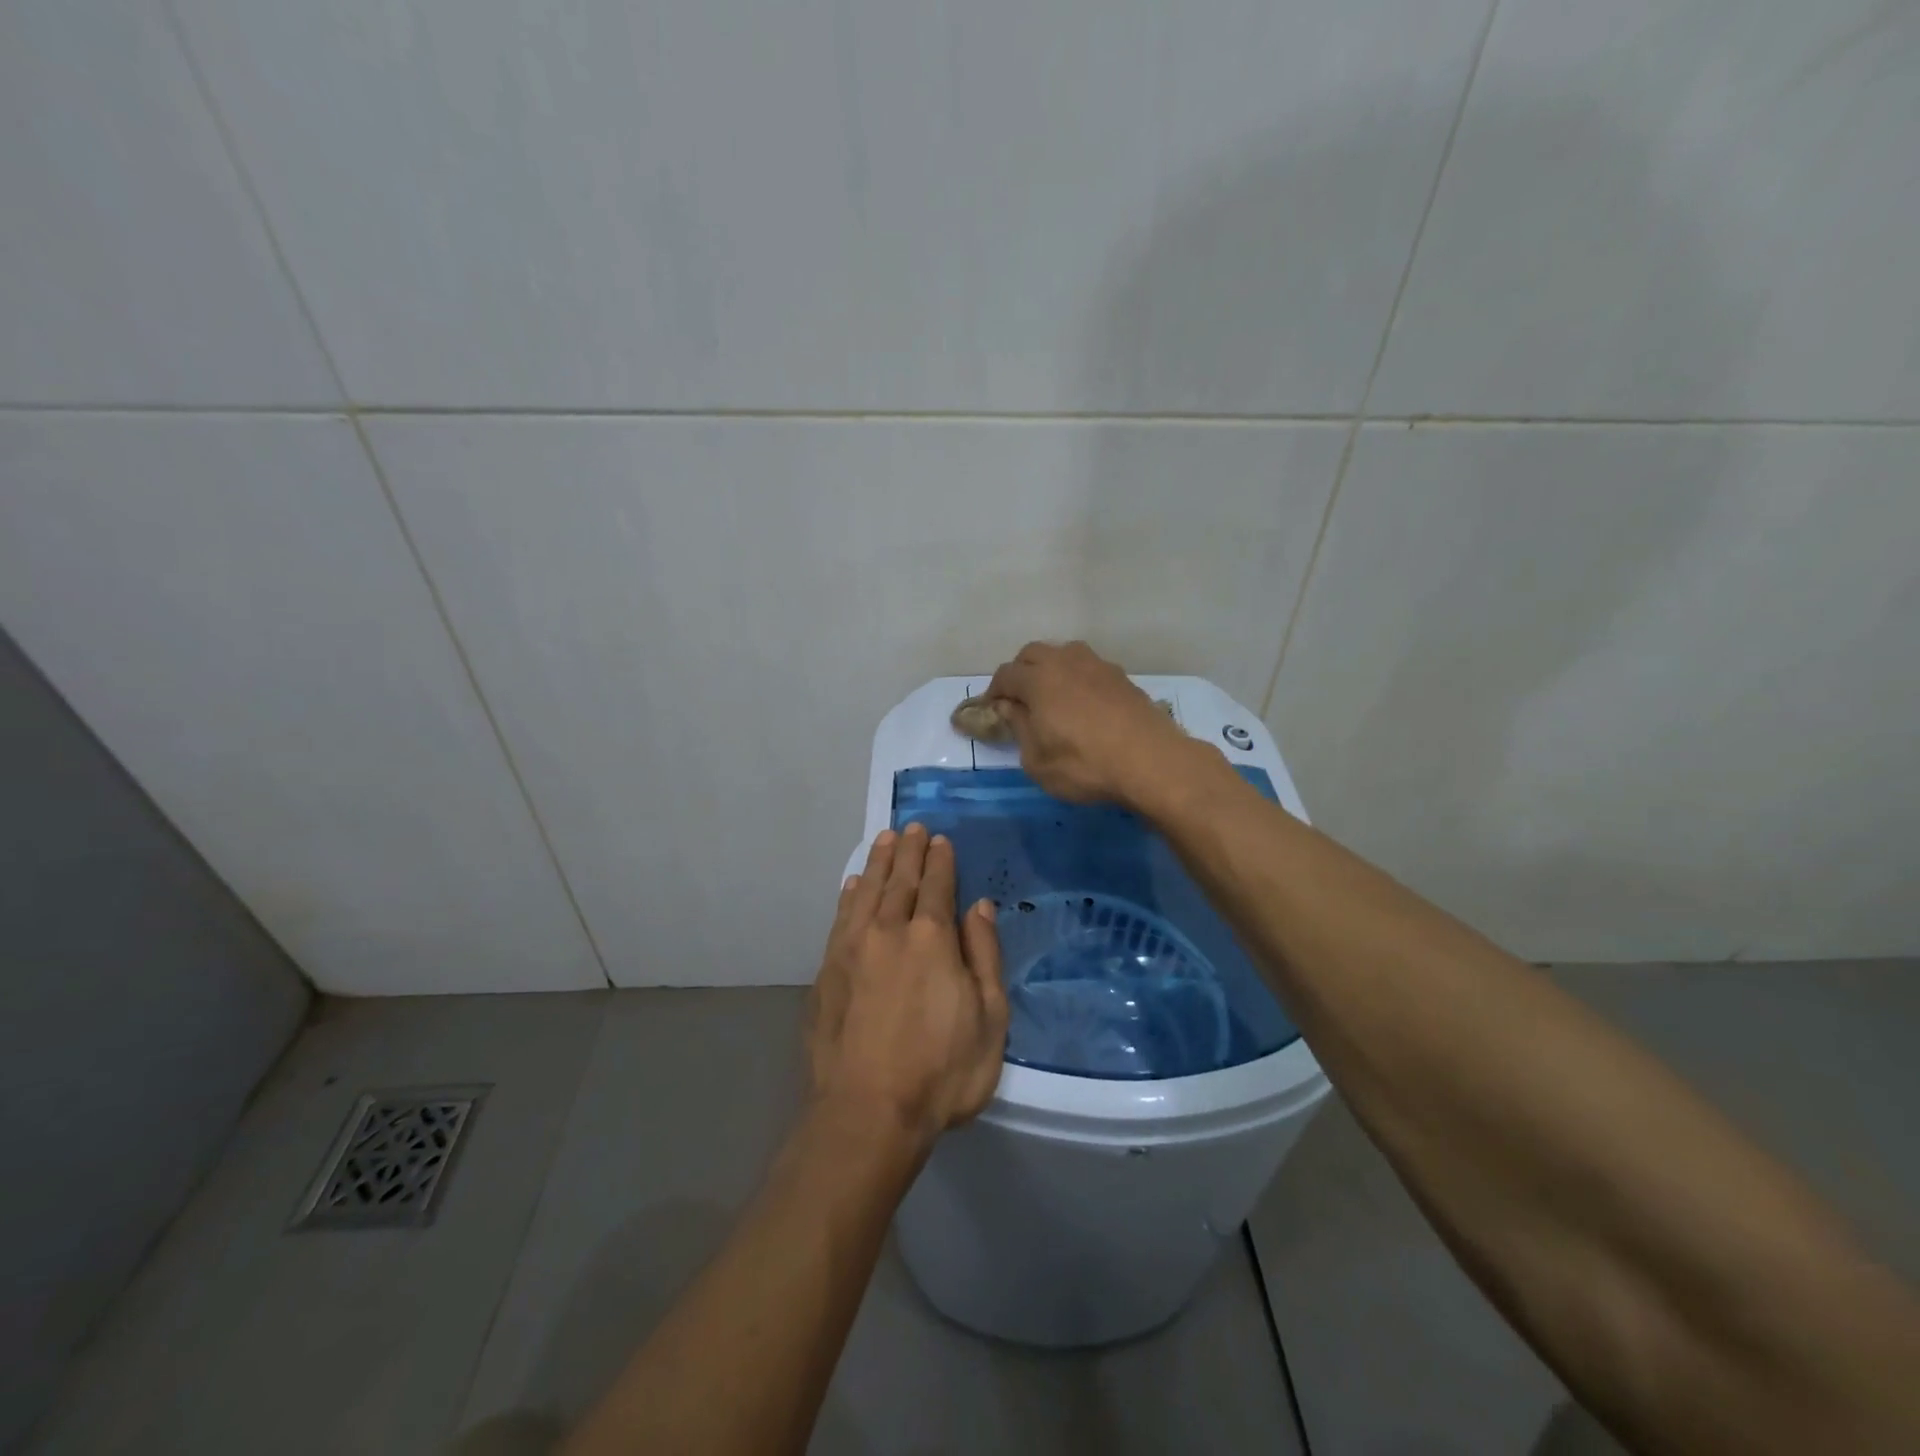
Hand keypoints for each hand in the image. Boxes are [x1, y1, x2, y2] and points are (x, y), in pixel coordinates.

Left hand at [806, 823, 1007, 1147]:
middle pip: (900, 880)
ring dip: (877, 863)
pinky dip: (849, 896)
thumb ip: (984, 955)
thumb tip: (979, 906)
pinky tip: (852, 885)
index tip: (939, 839)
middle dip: (908, 851)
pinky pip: (841, 918)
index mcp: (932, 938)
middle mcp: (889, 931)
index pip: (937, 886)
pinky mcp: (828, 971)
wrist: (867, 1112)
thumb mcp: (990, 1019)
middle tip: (911, 826)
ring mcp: (853, 949)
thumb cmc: (942, 1071)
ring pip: (866, 891)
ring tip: (884, 839)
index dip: (940, 861)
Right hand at [985, 641, 1192, 805]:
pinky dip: (1078, 679)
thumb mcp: (1037, 760)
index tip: (992, 709)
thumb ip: (1019, 728)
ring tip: (1053, 696)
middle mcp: (1066, 662)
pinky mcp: (1122, 678)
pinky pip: (1089, 668)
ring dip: (1051, 668)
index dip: (994, 691)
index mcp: (1038, 679)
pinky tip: (1084, 704)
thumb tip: (1009, 707)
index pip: (1005, 674)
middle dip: (1020, 672)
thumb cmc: (1084, 764)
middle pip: (1033, 653)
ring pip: (1064, 654)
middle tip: (1019, 699)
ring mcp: (1098, 666)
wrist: (1150, 761)